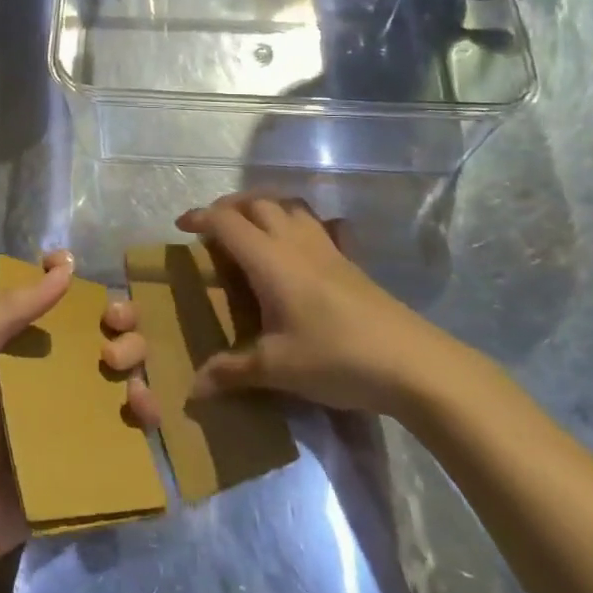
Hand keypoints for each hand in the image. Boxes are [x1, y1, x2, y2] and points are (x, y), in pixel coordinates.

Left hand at [0, 249, 159, 559]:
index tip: (79, 273)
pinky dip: (147, 408)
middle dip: (120, 317)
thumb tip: (64, 268)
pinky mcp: (95, 447)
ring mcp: (78, 408)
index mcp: (24, 340)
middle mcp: (56, 368)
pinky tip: (141, 407)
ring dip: (135, 355)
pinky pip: (132, 422)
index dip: (74, 282)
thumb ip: (9, 307)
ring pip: (125, 367)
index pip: (59, 300)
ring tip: (118, 369)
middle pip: (104, 328)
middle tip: (112, 328)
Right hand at [178, 194, 449, 414]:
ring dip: (266, 207)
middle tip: (214, 227)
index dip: (200, 217)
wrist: (411, 362)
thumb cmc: (335, 357)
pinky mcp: (352, 262)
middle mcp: (296, 243)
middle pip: (258, 202)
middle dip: (230, 207)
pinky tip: (306, 244)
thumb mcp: (277, 368)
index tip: (181, 225)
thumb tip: (193, 389)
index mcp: (269, 260)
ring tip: (252, 228)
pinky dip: (305, 223)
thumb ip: (232, 372)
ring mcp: (328, 248)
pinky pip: (323, 226)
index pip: (226, 222)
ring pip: (291, 206)